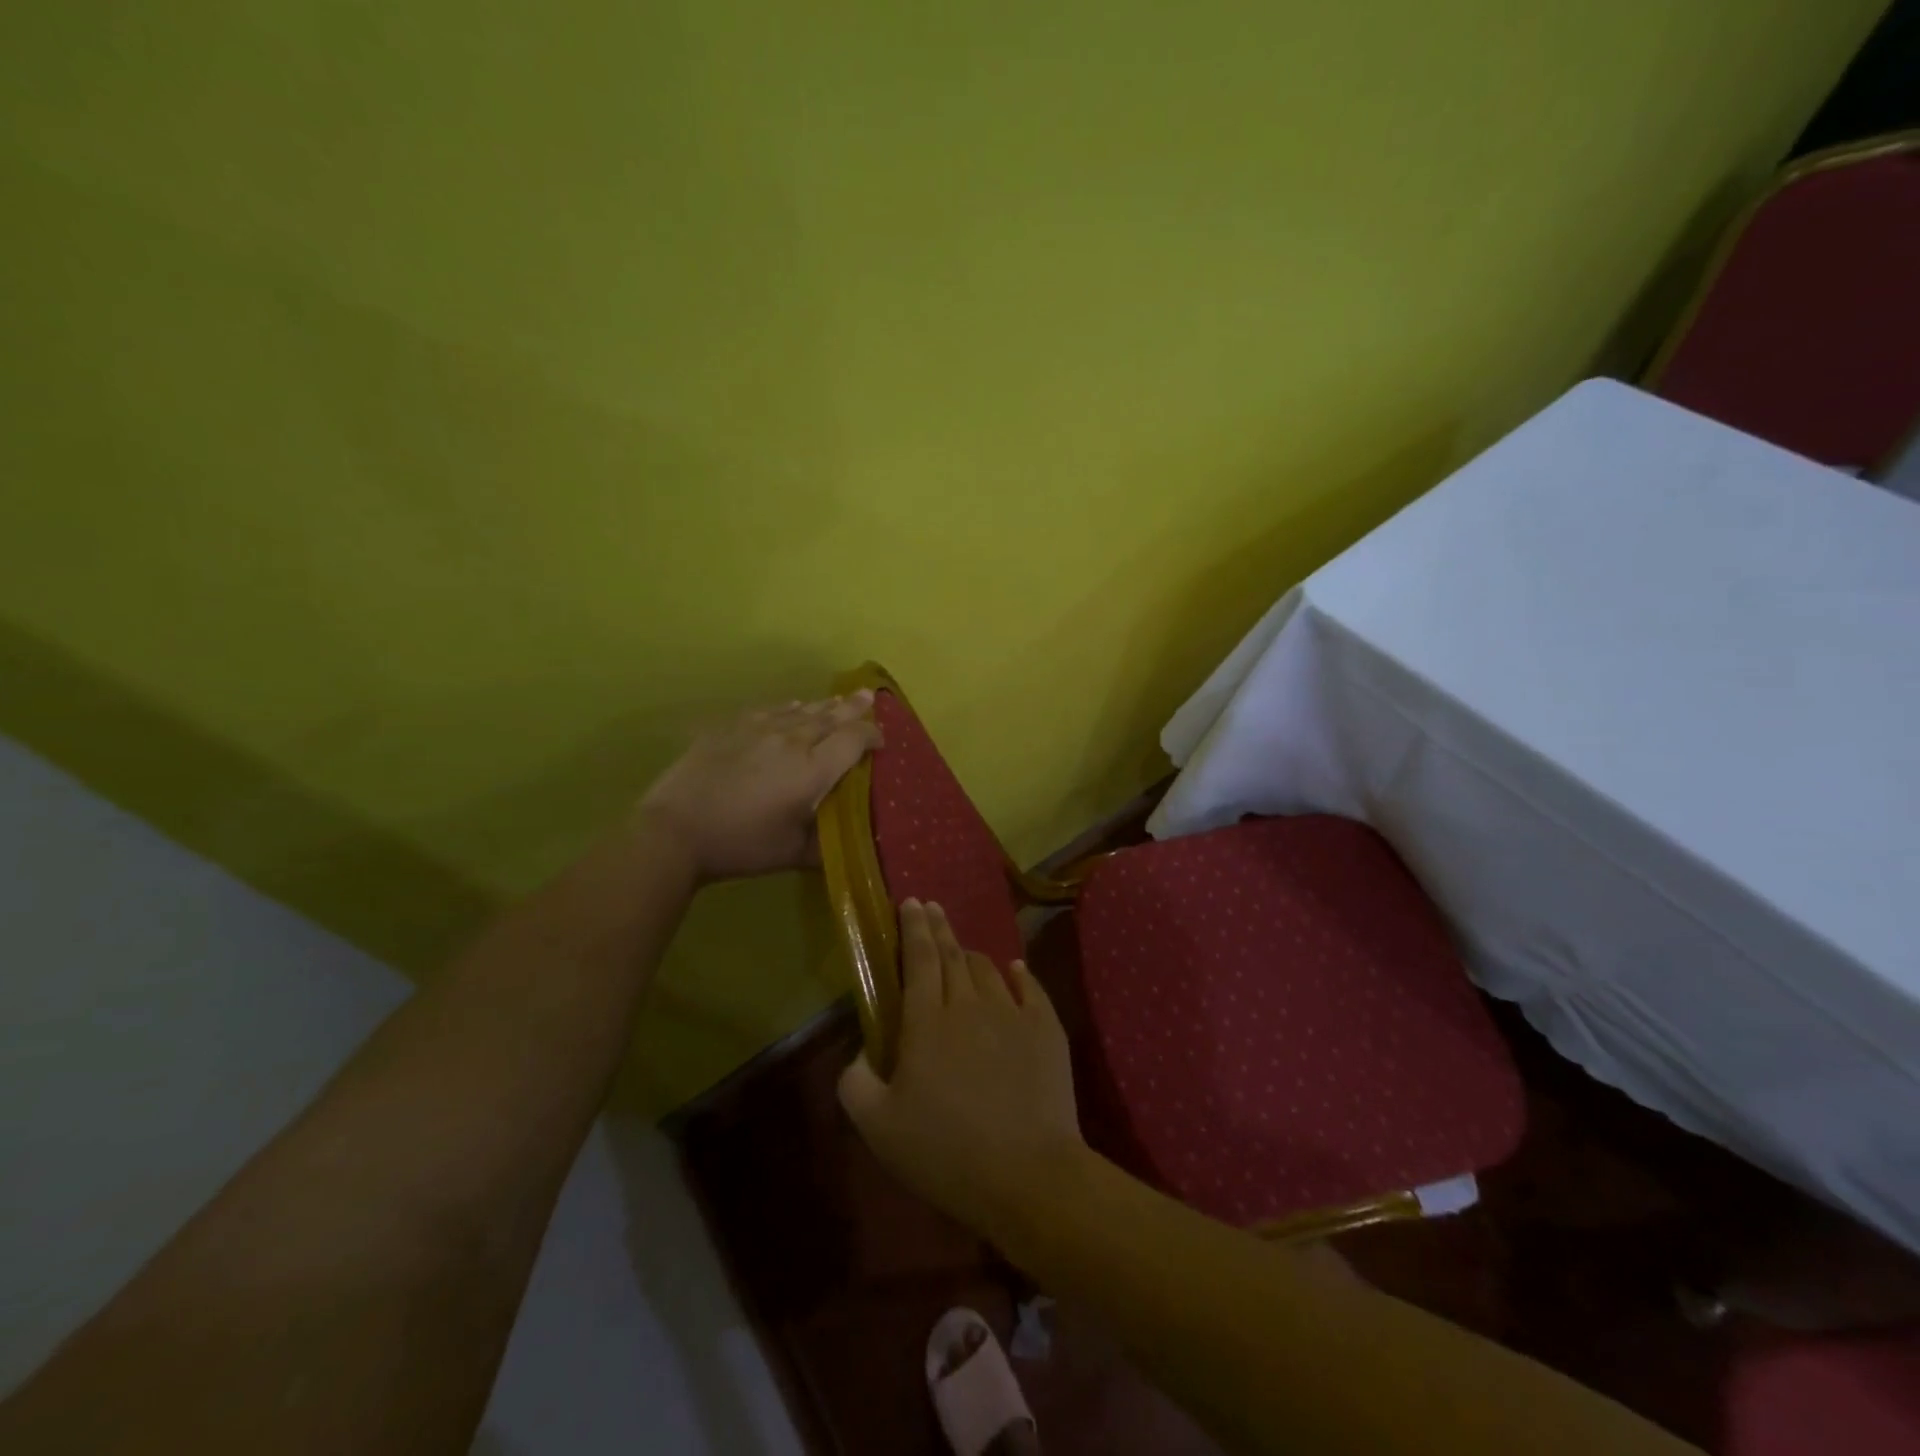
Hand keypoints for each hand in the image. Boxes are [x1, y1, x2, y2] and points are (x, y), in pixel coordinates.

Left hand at [637, 693, 881, 880]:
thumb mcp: (792, 854)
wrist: (675, 830)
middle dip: (854, 708)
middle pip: (830, 717)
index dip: (871, 736)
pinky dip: (789, 708)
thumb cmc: (741, 845)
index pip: (853, 740)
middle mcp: (792, 741)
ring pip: (801, 710)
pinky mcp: (731, 728)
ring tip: (839, 699)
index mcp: (812, 771)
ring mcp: (759, 729)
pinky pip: (770, 710)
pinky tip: (792, 706)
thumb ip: (825, 843)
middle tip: (870, 696)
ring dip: (824, 705)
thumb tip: (847, 842)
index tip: (881, 740)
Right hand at [837, 900, 1086, 1239]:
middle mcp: (968, 1004)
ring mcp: (1012, 1012)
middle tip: (931, 907)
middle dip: (938, 927)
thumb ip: (856, 1082)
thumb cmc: (945, 1152)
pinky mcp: (1046, 1028)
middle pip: (952, 954)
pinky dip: (1018, 974)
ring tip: (962, 952)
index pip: (918, 958)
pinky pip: (1031, 987)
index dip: (913, 927)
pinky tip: (1014, 970)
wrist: (1028, 1174)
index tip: (911, 902)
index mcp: (926, 1021)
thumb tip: (860, 1053)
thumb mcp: (878, 1127)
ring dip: (970, 955)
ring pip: (987, 969)